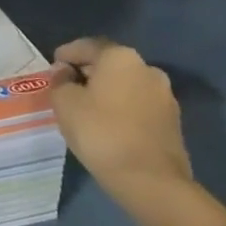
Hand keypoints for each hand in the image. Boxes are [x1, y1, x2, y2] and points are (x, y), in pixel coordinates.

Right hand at [48, 37, 190, 196]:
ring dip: (107, 91)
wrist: (150, 180)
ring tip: (87, 108)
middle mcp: (147, 68)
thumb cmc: (101, 132)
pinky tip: (108, 125)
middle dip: (88, 72)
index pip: (88, 46)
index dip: (67, 53)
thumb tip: (64, 72)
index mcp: (120, 57)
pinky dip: (122, 108)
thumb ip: (60, 81)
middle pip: (110, 64)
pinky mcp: (172, 121)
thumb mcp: (64, 103)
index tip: (54, 65)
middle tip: (67, 86)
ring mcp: (164, 95)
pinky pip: (138, 105)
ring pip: (126, 85)